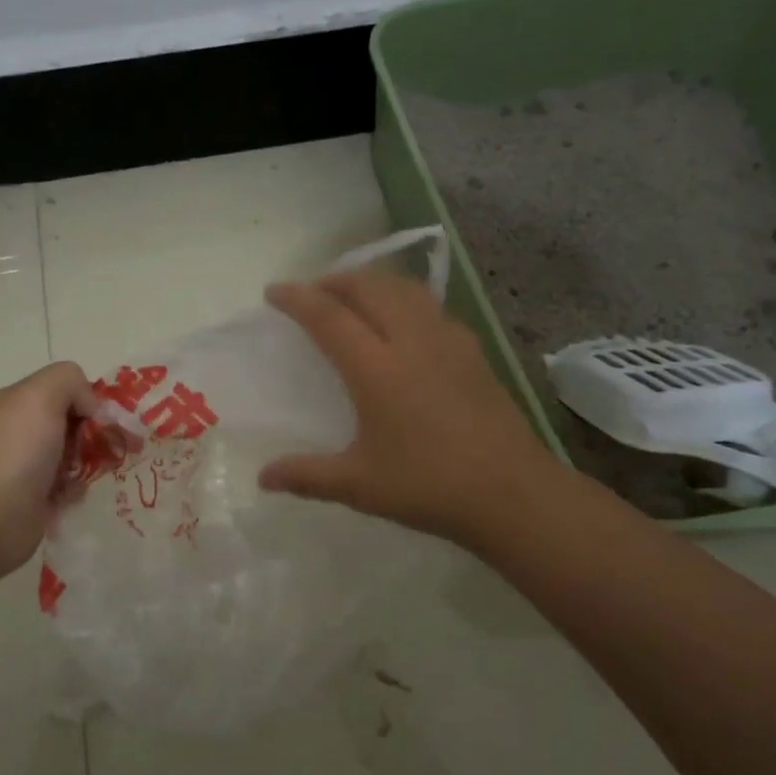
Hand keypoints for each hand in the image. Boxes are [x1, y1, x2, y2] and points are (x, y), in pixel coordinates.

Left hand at [0, 361, 97, 576]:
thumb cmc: (16, 452)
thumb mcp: (40, 396)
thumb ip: (70, 381)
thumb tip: (89, 407)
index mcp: (17, 402)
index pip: (64, 389)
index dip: (89, 399)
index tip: (105, 419)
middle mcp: (20, 431)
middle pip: (72, 422)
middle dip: (95, 433)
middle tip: (110, 448)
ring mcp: (26, 466)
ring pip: (73, 455)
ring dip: (89, 461)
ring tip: (93, 472)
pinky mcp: (34, 499)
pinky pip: (68, 487)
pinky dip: (77, 489)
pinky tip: (75, 494)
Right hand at [258, 270, 557, 548]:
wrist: (512, 493)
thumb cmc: (429, 486)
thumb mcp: (359, 485)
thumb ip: (307, 476)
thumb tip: (263, 478)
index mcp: (377, 370)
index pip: (329, 317)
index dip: (298, 299)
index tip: (274, 291)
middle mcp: (411, 342)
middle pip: (369, 288)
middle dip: (335, 281)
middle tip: (312, 292)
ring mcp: (448, 342)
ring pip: (405, 290)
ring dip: (372, 283)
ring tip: (353, 297)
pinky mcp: (473, 352)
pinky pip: (431, 307)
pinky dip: (404, 300)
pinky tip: (404, 323)